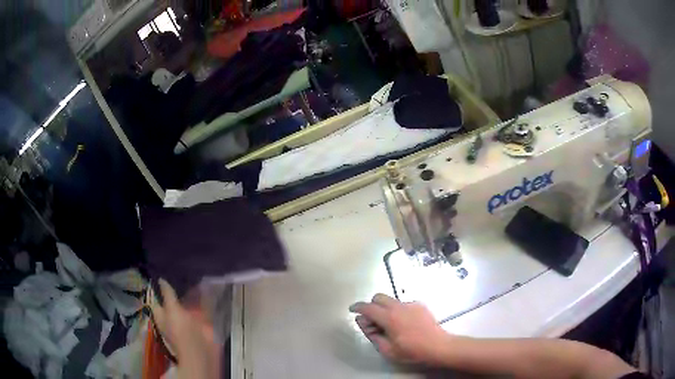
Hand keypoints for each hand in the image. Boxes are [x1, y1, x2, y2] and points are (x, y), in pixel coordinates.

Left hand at [150, 279, 219, 378]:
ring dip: (193, 291)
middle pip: (175, 298)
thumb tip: (161, 279)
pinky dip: (205, 298)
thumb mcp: (172, 310)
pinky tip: (208, 284)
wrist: (202, 352)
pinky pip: (203, 307)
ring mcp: (190, 318)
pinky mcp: (203, 321)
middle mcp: (175, 315)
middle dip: (178, 286)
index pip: (158, 298)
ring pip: (190, 301)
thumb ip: (168, 295)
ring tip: (194, 270)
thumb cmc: (181, 331)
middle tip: (181, 267)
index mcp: (163, 314)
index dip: (159, 287)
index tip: (163, 270)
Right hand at [349, 294, 452, 364]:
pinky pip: (403, 304)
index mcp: (389, 317)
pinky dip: (397, 310)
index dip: (357, 307)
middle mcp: (399, 306)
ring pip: (391, 300)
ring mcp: (411, 304)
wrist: (438, 346)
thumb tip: (363, 322)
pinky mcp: (420, 305)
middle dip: (371, 306)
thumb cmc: (412, 351)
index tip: (352, 309)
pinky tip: (403, 324)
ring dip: (385, 309)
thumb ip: (372, 334)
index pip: (368, 307)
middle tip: (373, 322)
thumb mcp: (387, 349)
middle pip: (379, 297)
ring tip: (390, 325)